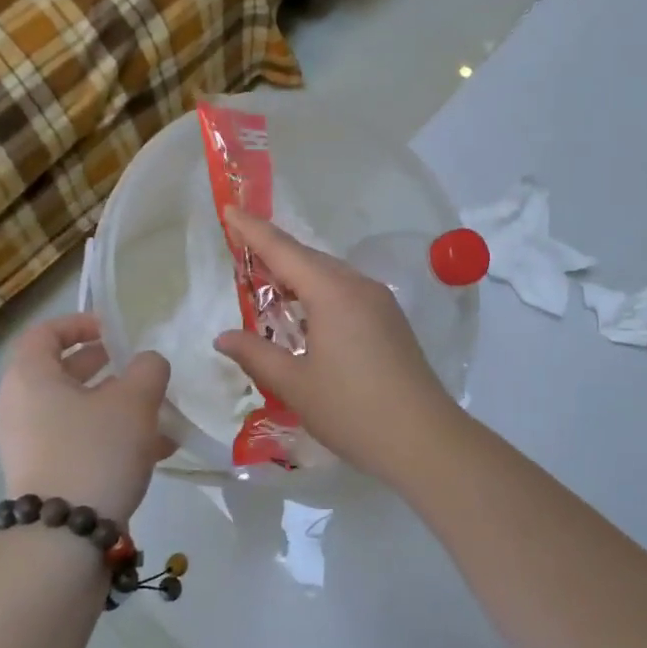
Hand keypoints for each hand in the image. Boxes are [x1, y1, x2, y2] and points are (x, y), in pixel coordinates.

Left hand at [0, 313, 171, 522]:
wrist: (64, 539)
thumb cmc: (95, 451)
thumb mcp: (134, 400)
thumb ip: (148, 369)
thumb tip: (147, 364)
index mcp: (30, 378)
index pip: (44, 333)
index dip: (79, 323)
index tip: (114, 332)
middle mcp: (20, 408)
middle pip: (59, 372)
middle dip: (103, 366)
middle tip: (136, 368)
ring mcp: (28, 445)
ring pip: (73, 410)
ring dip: (114, 405)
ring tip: (158, 413)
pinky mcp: (43, 476)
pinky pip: (76, 441)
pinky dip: (109, 436)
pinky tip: (154, 450)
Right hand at [214, 209, 466, 484]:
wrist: (423, 438)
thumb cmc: (352, 410)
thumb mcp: (295, 384)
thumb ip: (256, 354)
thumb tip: (223, 337)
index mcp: (332, 292)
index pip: (283, 250)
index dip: (252, 230)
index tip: (229, 208)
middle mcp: (358, 286)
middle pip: (309, 258)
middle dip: (274, 251)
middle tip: (240, 249)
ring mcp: (380, 302)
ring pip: (331, 275)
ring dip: (298, 275)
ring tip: (267, 283)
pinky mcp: (391, 320)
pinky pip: (347, 292)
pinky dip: (319, 293)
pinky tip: (306, 313)